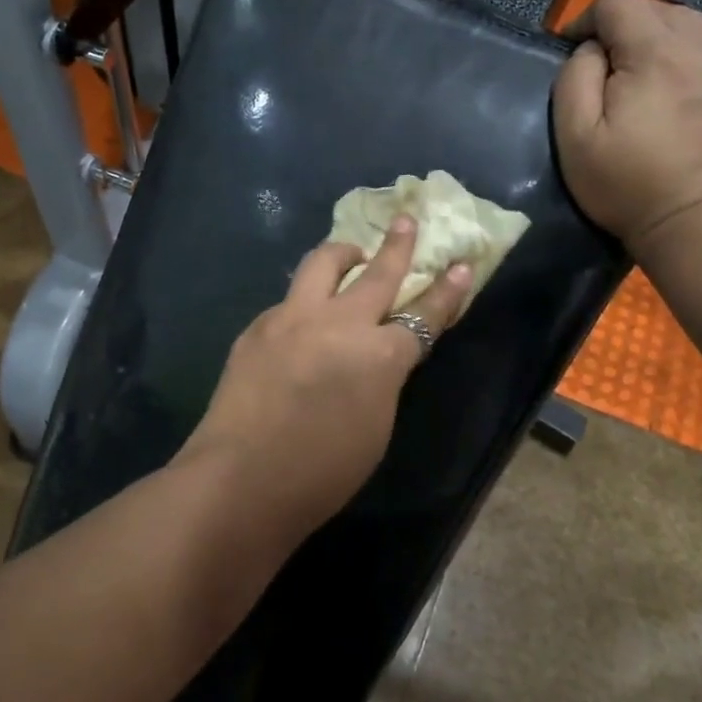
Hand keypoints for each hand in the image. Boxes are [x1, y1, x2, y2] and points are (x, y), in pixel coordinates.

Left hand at [181, 216, 471, 540]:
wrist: (241, 479)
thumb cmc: (321, 473)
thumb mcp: (376, 428)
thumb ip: (382, 379)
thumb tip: (378, 356)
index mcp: (380, 356)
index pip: (424, 315)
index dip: (446, 292)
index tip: (460, 266)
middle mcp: (339, 323)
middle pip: (378, 273)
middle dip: (398, 245)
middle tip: (407, 222)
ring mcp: (293, 318)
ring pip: (323, 264)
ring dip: (343, 255)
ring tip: (351, 255)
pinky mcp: (258, 325)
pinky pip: (290, 301)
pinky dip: (305, 302)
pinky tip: (301, 323)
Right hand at [554, 0, 701, 260]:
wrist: (699, 222)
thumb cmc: (626, 183)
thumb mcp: (575, 135)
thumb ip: (575, 77)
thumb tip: (592, 49)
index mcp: (656, 51)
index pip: (617, 1)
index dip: (586, 20)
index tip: (575, 54)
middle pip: (655, 7)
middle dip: (623, 30)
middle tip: (608, 73)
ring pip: (688, 23)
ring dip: (658, 39)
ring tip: (642, 79)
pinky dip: (687, 57)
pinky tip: (676, 92)